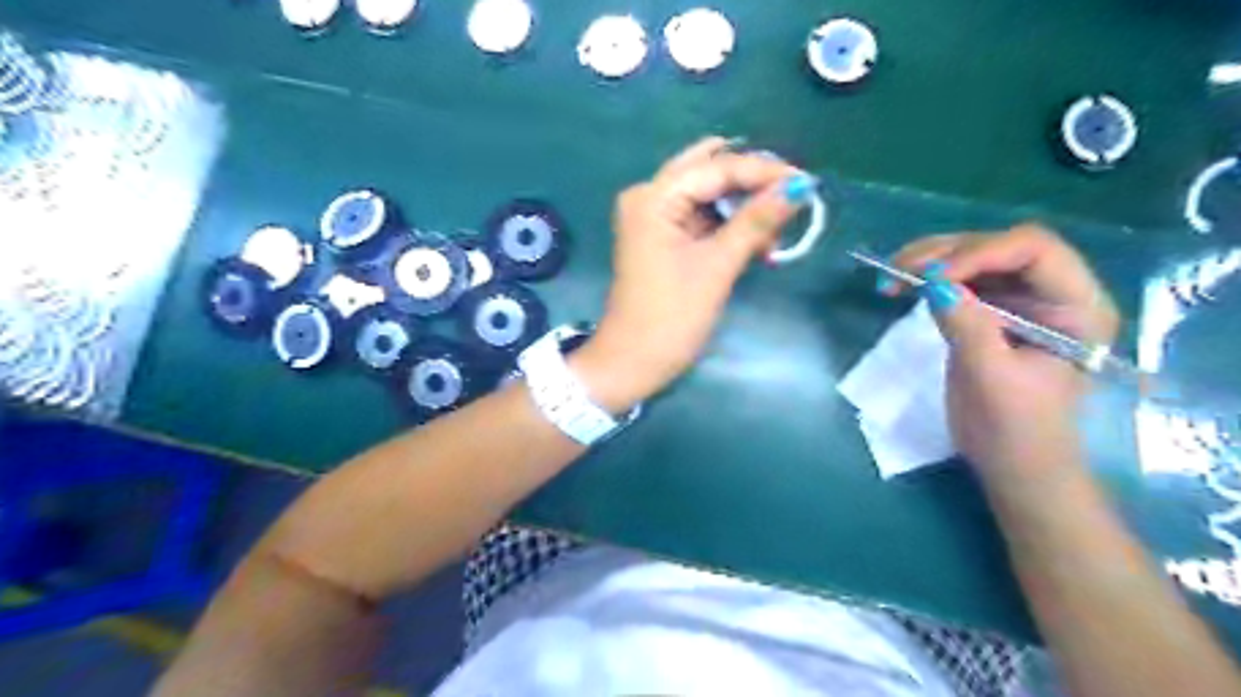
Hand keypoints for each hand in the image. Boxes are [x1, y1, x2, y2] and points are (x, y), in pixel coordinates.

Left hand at [577, 136, 822, 410]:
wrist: (632, 363)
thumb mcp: (717, 267)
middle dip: (751, 184)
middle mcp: (649, 197)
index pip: (716, 168)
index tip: (806, 182)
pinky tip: (756, 241)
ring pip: (707, 195)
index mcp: (653, 197)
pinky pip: (700, 217)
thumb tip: (798, 186)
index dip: (763, 171)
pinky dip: (728, 225)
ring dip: (743, 207)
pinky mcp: (661, 238)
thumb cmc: (671, 317)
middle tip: (791, 199)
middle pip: (709, 172)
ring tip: (776, 231)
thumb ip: (756, 222)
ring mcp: (653, 217)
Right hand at [887, 222, 1122, 479]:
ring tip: (892, 275)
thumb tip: (932, 283)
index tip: (931, 279)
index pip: (1033, 250)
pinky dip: (928, 279)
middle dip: (947, 253)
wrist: (1013, 464)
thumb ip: (967, 326)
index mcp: (1077, 306)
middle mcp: (1053, 291)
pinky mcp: (992, 311)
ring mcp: (1021, 299)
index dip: (980, 253)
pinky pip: (959, 280)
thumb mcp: (991, 378)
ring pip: (975, 257)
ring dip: (930, 261)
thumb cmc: (1015, 429)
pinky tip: (903, 286)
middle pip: (999, 246)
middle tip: (899, 269)